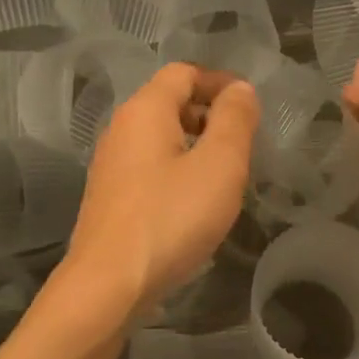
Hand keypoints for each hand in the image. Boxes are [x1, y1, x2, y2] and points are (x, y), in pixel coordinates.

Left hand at [61, 64, 260, 316]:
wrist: (108, 285)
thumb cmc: (170, 218)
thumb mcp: (219, 165)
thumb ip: (234, 120)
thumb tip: (240, 89)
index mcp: (145, 110)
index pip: (184, 73)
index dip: (220, 82)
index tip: (251, 106)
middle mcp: (121, 129)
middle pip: (169, 102)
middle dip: (209, 114)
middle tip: (243, 143)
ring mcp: (110, 165)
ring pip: (159, 138)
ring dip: (195, 144)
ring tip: (225, 174)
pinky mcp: (110, 198)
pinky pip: (149, 167)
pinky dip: (177, 170)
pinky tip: (194, 202)